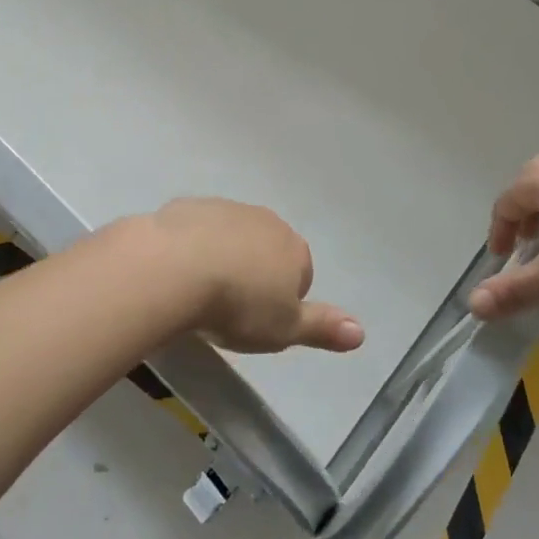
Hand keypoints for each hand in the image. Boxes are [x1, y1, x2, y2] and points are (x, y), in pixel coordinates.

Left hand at [148, 197, 365, 354]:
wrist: (176, 267)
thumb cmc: (238, 304)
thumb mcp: (284, 329)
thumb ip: (322, 328)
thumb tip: (361, 333)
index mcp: (294, 248)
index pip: (302, 274)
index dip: (283, 300)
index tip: (261, 322)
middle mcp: (267, 221)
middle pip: (268, 250)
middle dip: (255, 273)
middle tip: (232, 309)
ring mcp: (228, 209)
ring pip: (234, 236)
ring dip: (224, 258)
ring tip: (202, 293)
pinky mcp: (192, 206)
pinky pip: (199, 229)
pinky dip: (193, 246)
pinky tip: (179, 272)